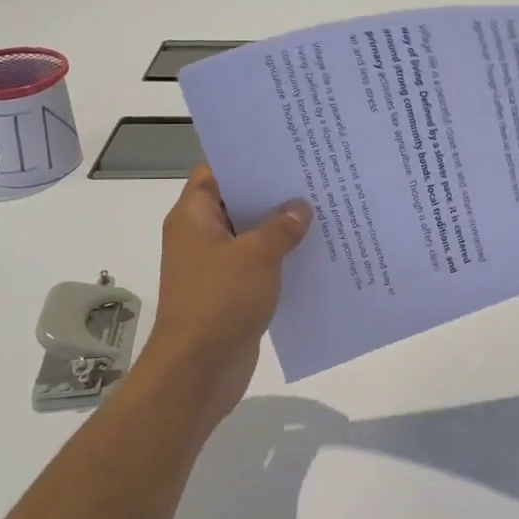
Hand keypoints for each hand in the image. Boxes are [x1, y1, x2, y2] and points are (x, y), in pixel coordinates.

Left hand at [139, 165, 312, 432]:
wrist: (199, 370)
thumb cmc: (219, 301)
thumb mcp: (256, 255)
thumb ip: (281, 226)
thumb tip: (301, 207)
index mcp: (194, 217)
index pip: (216, 171)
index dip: (247, 158)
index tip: (285, 148)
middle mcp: (201, 236)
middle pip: (238, 201)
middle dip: (274, 192)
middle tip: (315, 175)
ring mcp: (216, 266)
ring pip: (253, 236)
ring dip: (282, 227)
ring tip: (324, 209)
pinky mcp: (232, 292)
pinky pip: (260, 265)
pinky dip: (282, 258)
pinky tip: (317, 251)